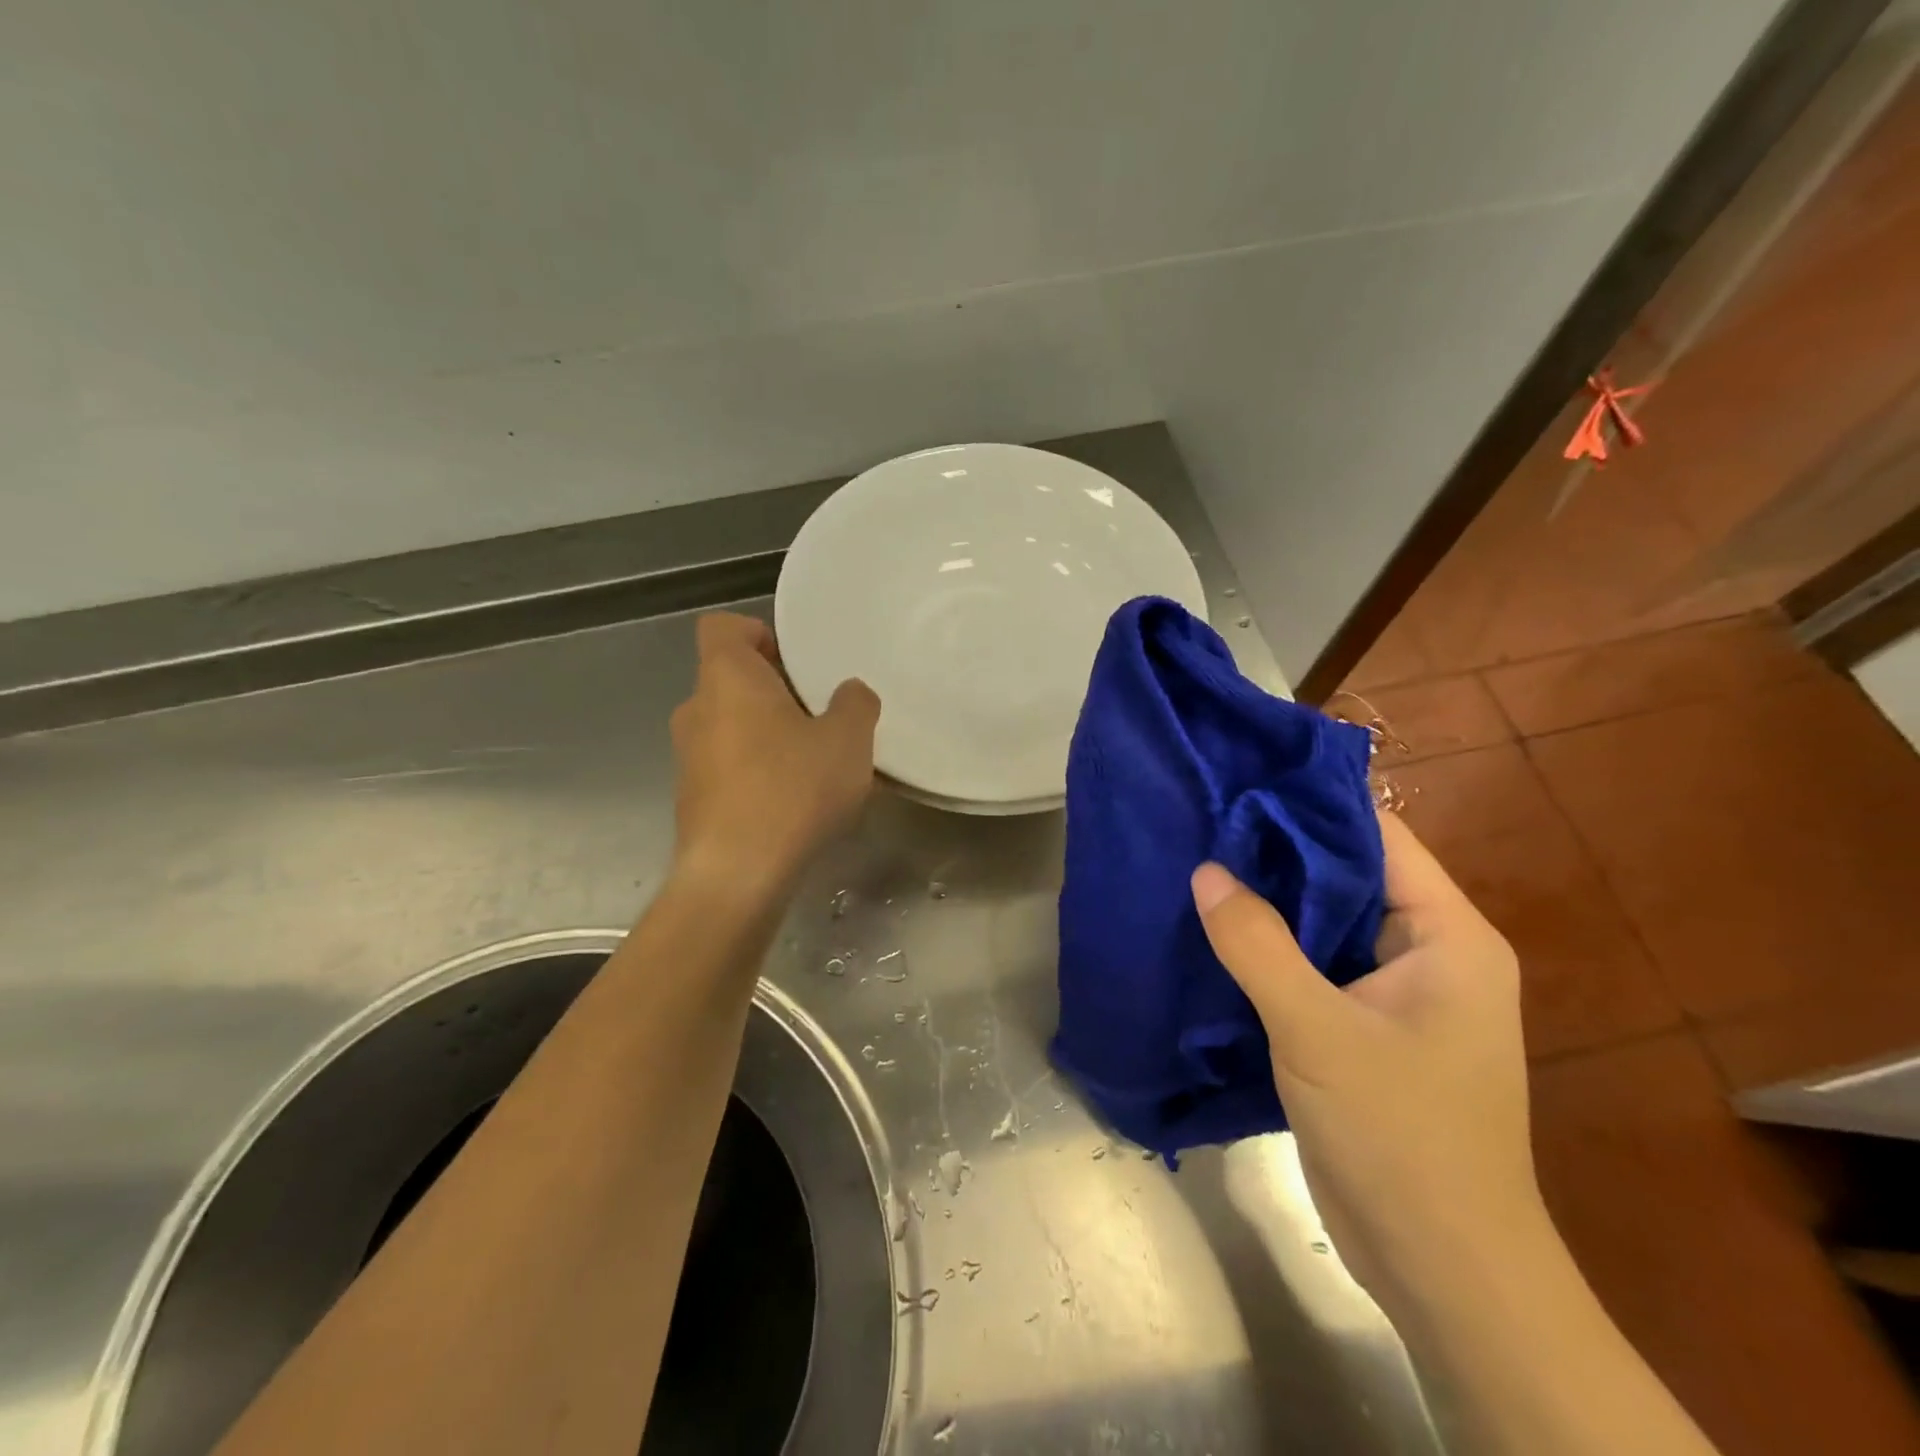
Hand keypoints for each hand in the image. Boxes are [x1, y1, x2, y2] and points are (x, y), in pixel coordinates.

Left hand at [669, 613, 879, 898]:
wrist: (737, 875)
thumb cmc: (792, 789)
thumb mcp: (847, 740)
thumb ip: (855, 704)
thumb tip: (849, 693)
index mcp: (726, 678)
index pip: (722, 627)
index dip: (757, 633)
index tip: (795, 662)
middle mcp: (696, 710)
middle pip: (732, 680)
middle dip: (776, 691)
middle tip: (821, 715)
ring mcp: (688, 757)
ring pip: (732, 726)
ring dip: (769, 734)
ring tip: (814, 763)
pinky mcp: (692, 800)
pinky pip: (729, 767)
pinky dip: (757, 772)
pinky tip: (794, 802)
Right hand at [1191, 814, 1544, 1312]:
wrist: (1441, 1269)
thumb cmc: (1401, 1137)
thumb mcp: (1318, 1031)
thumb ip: (1256, 944)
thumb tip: (1204, 871)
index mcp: (1447, 934)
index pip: (1378, 836)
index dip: (1310, 802)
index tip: (1240, 777)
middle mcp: (1428, 952)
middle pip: (1347, 875)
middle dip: (1277, 849)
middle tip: (1204, 817)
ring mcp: (1396, 992)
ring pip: (1324, 922)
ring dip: (1268, 901)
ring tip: (1197, 861)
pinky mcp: (1364, 1027)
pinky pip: (1313, 965)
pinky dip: (1269, 947)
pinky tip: (1214, 929)